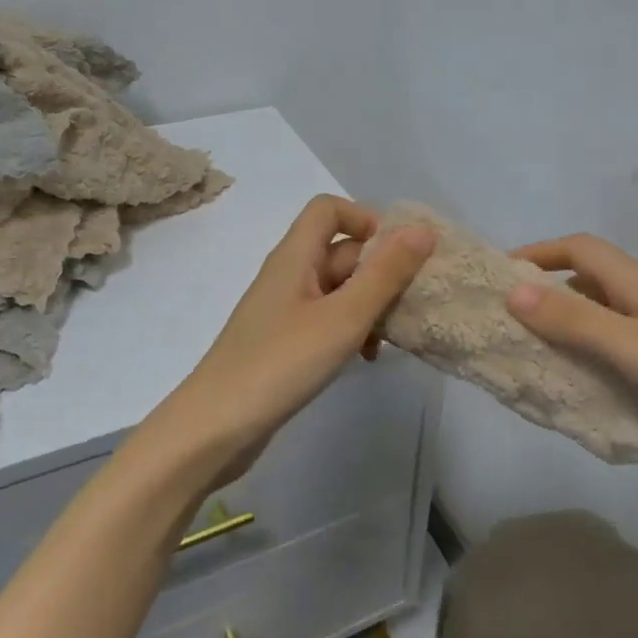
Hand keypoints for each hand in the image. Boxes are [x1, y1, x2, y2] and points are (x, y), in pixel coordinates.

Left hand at [156, 196, 435, 485]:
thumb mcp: (343, 317)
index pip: (329, 209)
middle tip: (412, 302)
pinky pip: (327, 320)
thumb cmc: (281, 363)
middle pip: (340, 251)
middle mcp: (288, 275)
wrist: (215, 428)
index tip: (400, 254)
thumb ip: (385, 274)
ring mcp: (284, 311)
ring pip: (338, 290)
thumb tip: (423, 230)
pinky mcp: (284, 343)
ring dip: (370, 305)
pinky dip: (351, 330)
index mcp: (294, 256)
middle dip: (380, 271)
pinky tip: (366, 358)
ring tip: (394, 336)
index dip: (367, 220)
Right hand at [504, 234, 637, 468]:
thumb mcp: (635, 347)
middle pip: (593, 279)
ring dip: (576, 325)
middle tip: (514, 323)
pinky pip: (630, 344)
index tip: (499, 276)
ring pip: (612, 314)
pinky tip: (597, 386)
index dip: (538, 253)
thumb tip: (512, 291)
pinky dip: (604, 354)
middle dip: (550, 291)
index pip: (579, 248)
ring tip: (543, 356)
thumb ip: (575, 321)